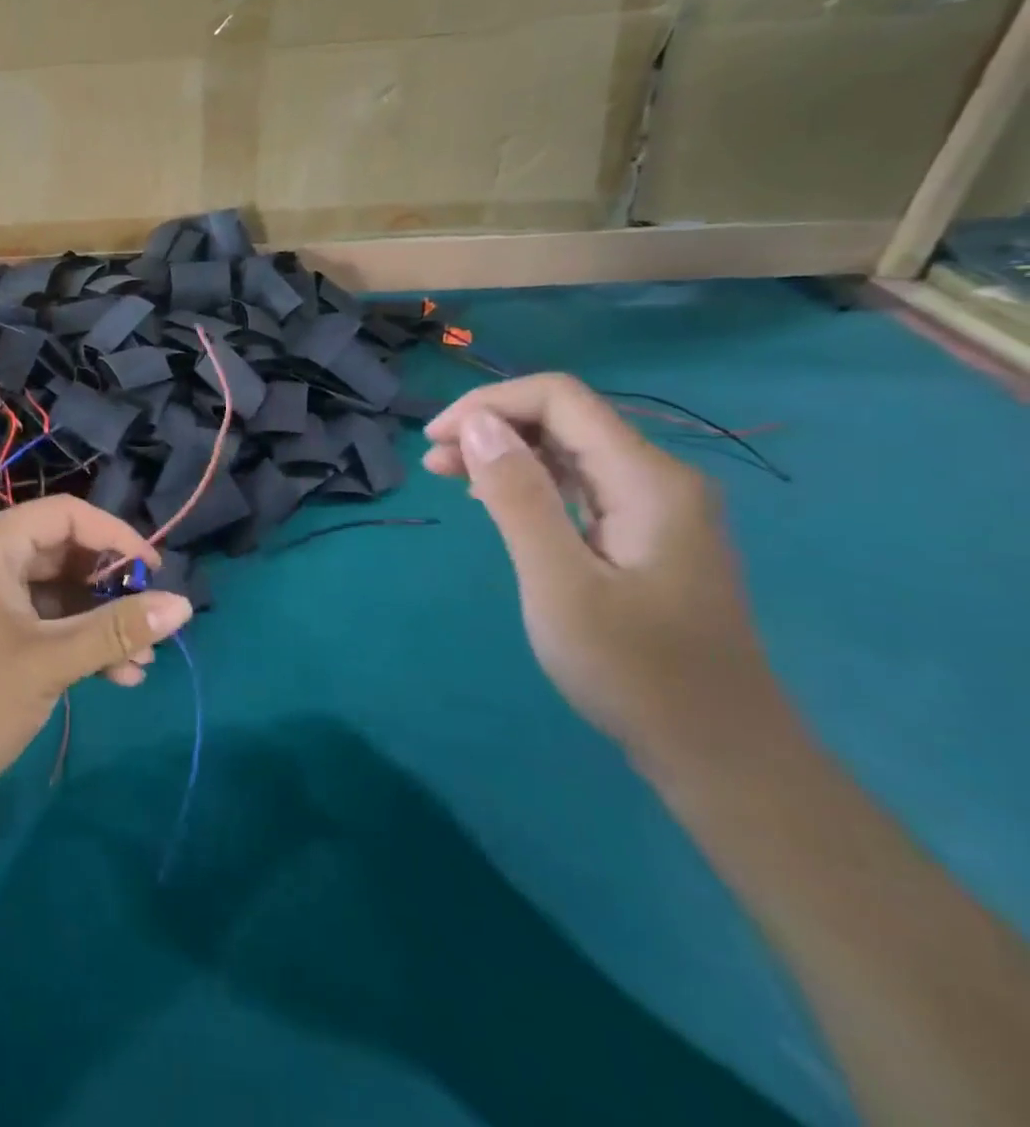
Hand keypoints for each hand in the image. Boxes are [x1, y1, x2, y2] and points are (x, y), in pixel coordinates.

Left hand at [0, 496, 192, 823]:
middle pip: (60, 554)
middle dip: (109, 593)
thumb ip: (118, 629)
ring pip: (49, 594)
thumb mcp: (50, 662)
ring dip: (94, 625)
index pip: (67, 515)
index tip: (158, 574)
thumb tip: (185, 605)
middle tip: (150, 630)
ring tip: (138, 667)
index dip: (118, 538)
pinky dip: (66, 642)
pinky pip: (30, 620)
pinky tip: (107, 677)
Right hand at [422, 374, 784, 765]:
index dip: (489, 405)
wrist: (717, 753)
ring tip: (448, 477)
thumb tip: (477, 424)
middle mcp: (658, 479)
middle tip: (433, 464)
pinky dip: (527, 482)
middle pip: (565, 418)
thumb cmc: (633, 670)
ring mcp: (655, 508)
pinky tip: (494, 503)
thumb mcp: (559, 582)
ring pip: (568, 450)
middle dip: (492, 426)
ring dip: (504, 453)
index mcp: (647, 479)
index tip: (436, 442)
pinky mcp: (643, 536)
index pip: (560, 398)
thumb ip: (518, 497)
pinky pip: (578, 485)